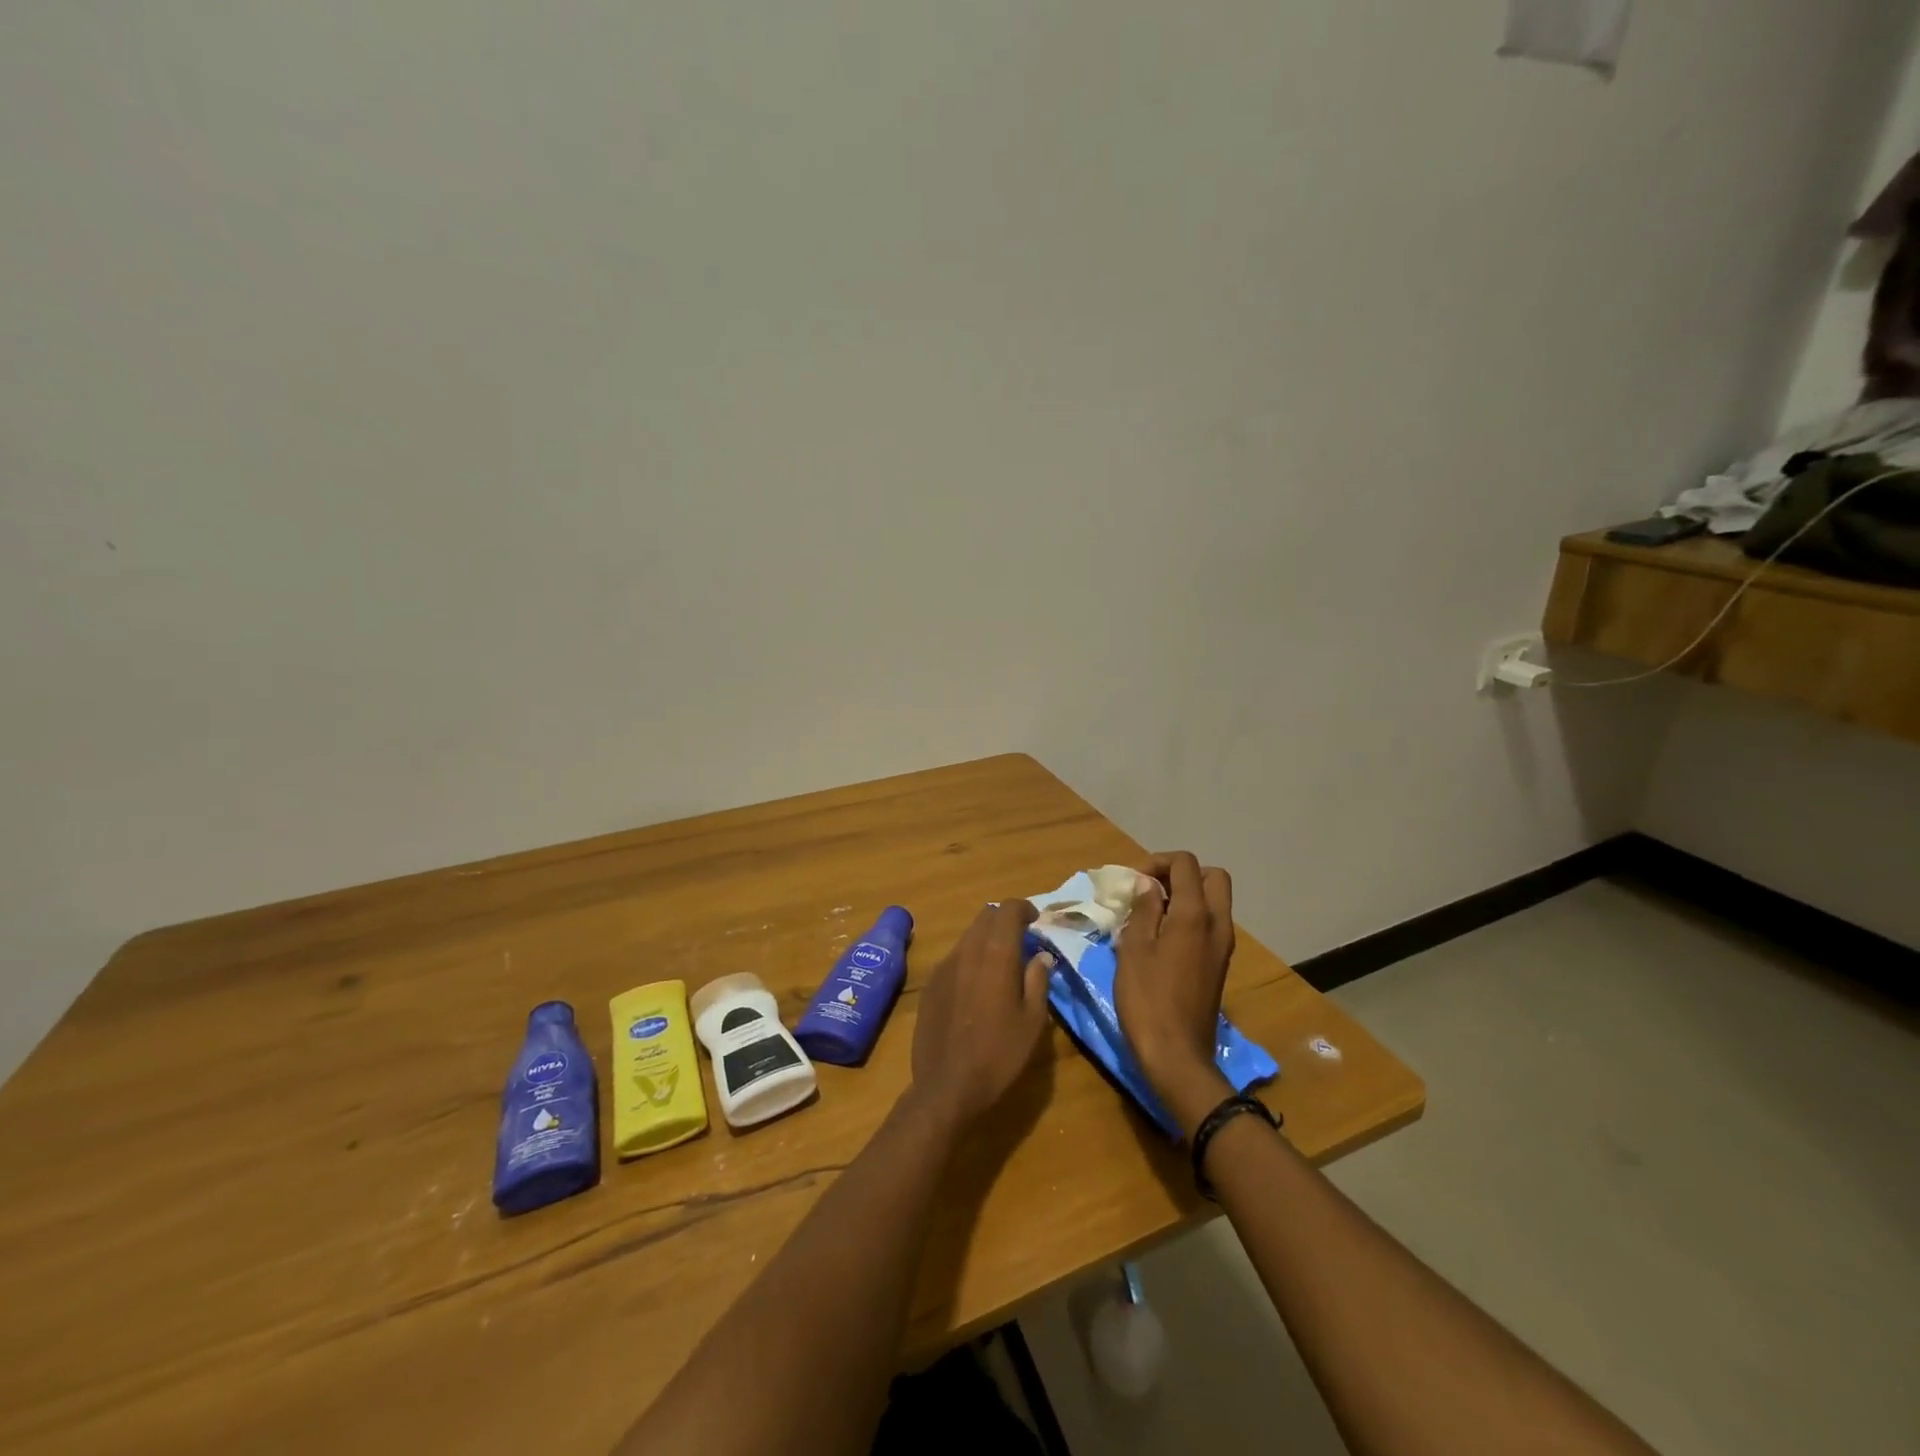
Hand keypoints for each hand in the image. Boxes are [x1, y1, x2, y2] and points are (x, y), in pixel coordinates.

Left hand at [908, 900, 1053, 1133]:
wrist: (947, 1086)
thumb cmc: (999, 1054)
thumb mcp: (1033, 1020)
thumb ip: (1038, 979)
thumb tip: (1042, 955)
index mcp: (996, 954)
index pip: (1008, 909)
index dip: (1024, 908)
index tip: (1036, 921)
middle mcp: (967, 950)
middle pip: (986, 916)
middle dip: (1005, 921)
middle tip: (1022, 941)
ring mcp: (944, 966)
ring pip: (968, 936)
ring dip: (987, 940)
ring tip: (1001, 966)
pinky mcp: (930, 984)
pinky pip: (954, 958)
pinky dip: (970, 959)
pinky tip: (977, 987)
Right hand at [1114, 852, 1236, 1135]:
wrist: (1177, 1055)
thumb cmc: (1148, 999)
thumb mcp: (1134, 949)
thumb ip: (1143, 910)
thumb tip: (1147, 884)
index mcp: (1195, 915)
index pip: (1186, 864)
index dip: (1157, 862)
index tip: (1133, 881)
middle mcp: (1217, 924)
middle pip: (1211, 877)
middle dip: (1180, 874)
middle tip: (1150, 890)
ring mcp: (1222, 946)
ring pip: (1213, 901)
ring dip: (1185, 896)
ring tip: (1149, 914)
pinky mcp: (1218, 964)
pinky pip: (1209, 924)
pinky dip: (1189, 918)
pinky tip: (1160, 938)